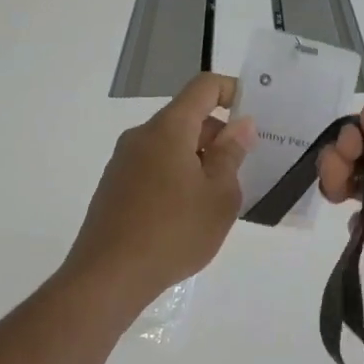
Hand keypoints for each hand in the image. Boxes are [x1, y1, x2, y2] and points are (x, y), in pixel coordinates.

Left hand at [64, 73, 255, 313]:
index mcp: (168, 129)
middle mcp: (141, 137)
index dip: (232, 91)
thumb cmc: (174, 232)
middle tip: (245, 170)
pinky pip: (155, 168)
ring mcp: (123, 163)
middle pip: (187, 118)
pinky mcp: (115, 188)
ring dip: (199, 160)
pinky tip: (188, 215)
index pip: (203, 87)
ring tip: (218, 199)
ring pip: (171, 146)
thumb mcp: (219, 196)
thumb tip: (240, 125)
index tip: (254, 117)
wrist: (109, 276)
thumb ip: (231, 155)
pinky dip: (178, 177)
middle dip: (219, 136)